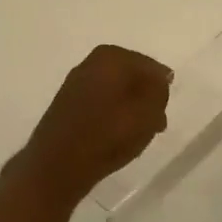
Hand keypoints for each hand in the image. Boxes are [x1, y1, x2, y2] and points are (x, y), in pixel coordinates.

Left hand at [13, 44, 171, 200]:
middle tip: (155, 123)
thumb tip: (159, 79)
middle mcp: (91, 62)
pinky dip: (111, 115)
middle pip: (131, 76)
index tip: (164, 112)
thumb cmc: (108, 135)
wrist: (58, 164)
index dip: (161, 89)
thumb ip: (159, 91)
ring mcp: (76, 82)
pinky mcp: (66, 104)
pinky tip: (116, 136)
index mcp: (112, 56)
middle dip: (145, 98)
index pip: (150, 67)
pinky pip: (99, 103)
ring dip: (129, 108)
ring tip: (138, 134)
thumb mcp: (148, 112)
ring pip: (115, 90)